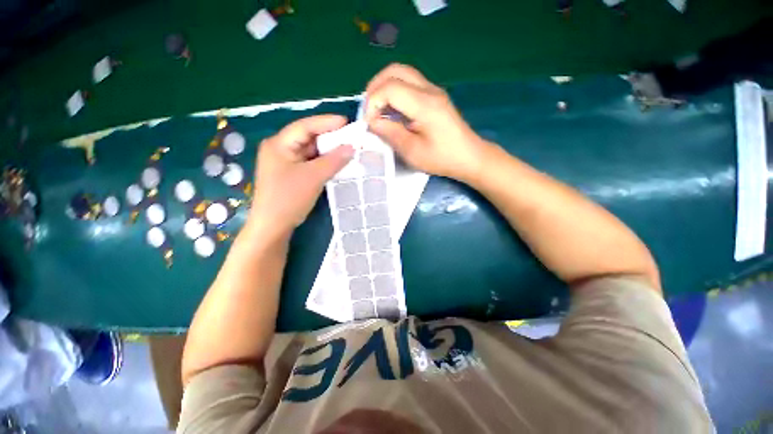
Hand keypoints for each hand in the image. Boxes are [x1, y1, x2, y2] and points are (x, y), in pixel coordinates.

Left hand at [249, 115, 353, 234]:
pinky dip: (324, 162)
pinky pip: (311, 162)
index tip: (347, 122)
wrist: (273, 226)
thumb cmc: (289, 198)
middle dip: (330, 137)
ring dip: (329, 151)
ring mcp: (286, 162)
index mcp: (279, 144)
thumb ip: (334, 160)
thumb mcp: (314, 177)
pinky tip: (337, 162)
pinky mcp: (292, 174)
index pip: (305, 126)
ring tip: (348, 149)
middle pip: (308, 138)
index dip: (326, 122)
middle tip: (351, 137)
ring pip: (311, 151)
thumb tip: (352, 147)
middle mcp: (281, 149)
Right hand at [364, 64, 492, 181]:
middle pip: (395, 70)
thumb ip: (391, 132)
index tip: (369, 122)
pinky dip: (394, 91)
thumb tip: (373, 121)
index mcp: (424, 104)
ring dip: (384, 86)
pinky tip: (391, 109)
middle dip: (375, 87)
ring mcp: (433, 90)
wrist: (469, 157)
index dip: (373, 101)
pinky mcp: (434, 96)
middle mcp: (429, 90)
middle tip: (369, 109)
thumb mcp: (412, 151)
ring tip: (377, 108)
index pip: (390, 87)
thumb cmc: (442, 158)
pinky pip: (409, 83)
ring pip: (402, 73)